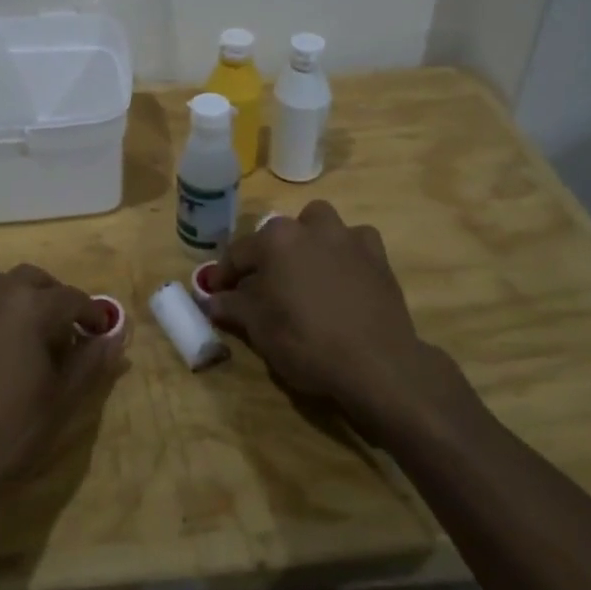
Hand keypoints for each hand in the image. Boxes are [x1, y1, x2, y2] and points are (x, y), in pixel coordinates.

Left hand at [0, 265, 124, 508]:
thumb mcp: (62, 401)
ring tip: (21, 328)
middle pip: (33, 279)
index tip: (100, 332)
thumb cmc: (9, 432)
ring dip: (13, 296)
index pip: (73, 298)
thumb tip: (114, 337)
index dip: (92, 314)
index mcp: (31, 307)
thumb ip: (91, 362)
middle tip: (63, 328)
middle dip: (53, 297)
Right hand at [209, 201, 472, 443]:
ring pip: (320, 225)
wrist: (376, 363)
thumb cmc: (307, 343)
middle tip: (262, 285)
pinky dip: (345, 253)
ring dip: (308, 241)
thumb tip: (212, 299)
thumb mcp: (260, 329)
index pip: (238, 253)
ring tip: (305, 272)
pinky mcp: (378, 256)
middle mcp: (311, 228)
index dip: (224, 274)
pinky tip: (343, 276)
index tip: (215, 291)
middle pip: (279, 234)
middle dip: (267, 254)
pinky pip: (355, 243)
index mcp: (276, 240)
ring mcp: (348, 238)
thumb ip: (233, 307)